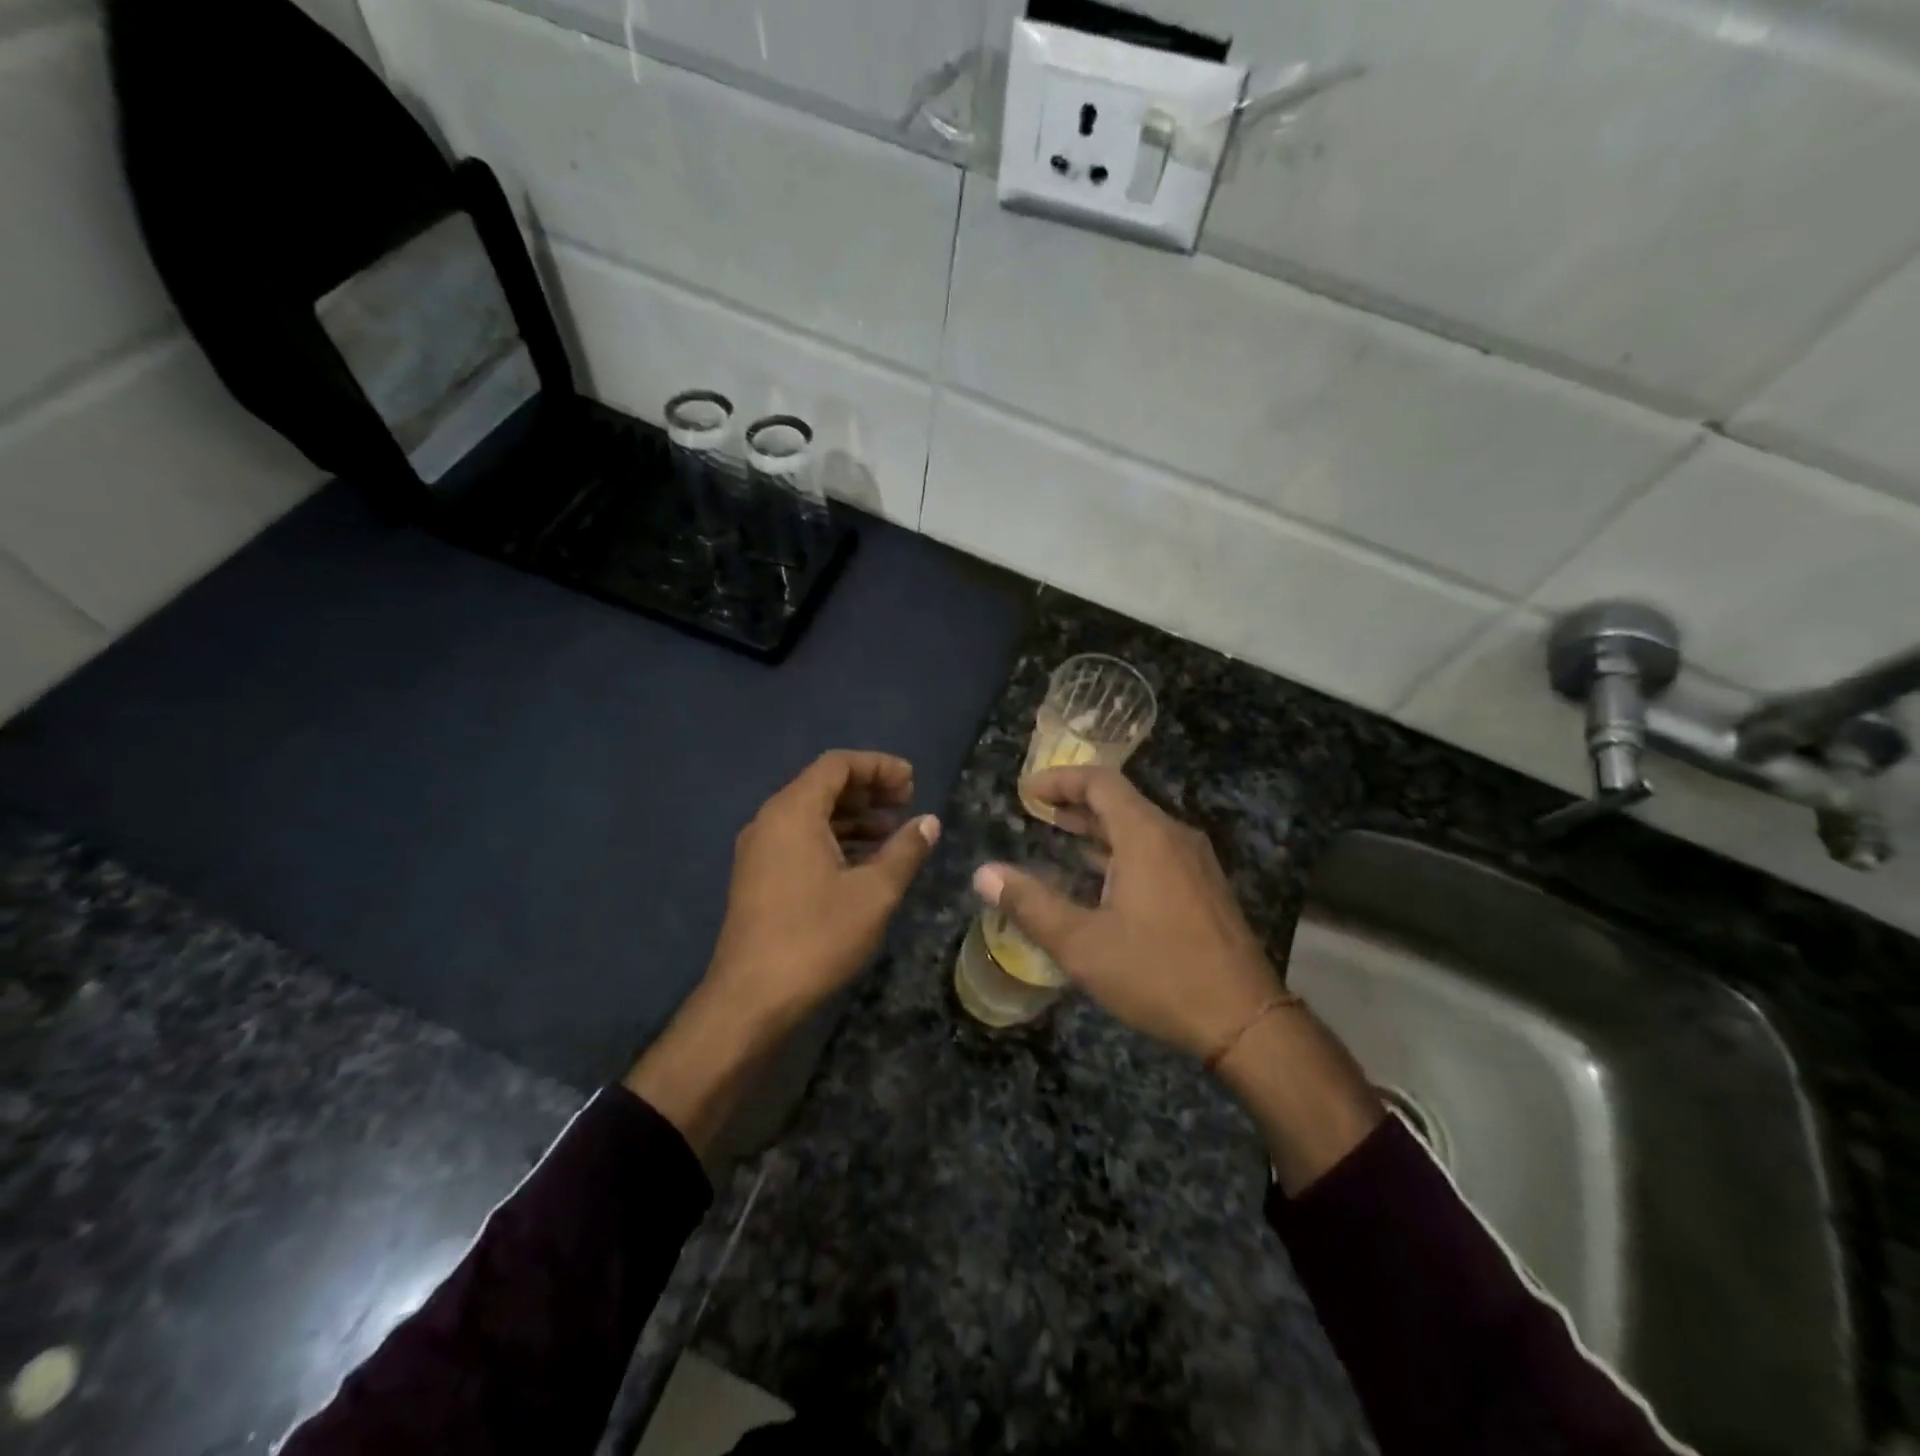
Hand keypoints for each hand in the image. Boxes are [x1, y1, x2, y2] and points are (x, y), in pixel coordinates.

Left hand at [627, 751, 937, 1156]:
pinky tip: (864, 862)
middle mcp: (770, 820)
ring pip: (812, 814)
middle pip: (823, 785)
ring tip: (893, 832)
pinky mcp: (759, 876)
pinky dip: (835, 839)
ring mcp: (760, 850)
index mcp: (793, 812)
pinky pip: (800, 839)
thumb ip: (905, 851)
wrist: (751, 998)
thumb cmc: (816, 937)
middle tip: (907, 802)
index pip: (838, 765)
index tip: (913, 783)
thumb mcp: (874, 893)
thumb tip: (929, 822)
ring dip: (854, 817)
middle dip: (868, 789)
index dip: (879, 767)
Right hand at [974, 766, 1282, 1061]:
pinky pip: (1155, 850)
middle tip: (1036, 813)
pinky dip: (1120, 850)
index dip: (1059, 780)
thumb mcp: (1082, 943)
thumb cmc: (1158, 973)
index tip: (1026, 792)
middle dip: (1075, 803)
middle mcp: (1174, 837)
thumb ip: (1030, 904)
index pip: (1100, 782)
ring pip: (1138, 828)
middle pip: (1120, 801)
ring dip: (1097, 829)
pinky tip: (1101, 879)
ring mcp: (1195, 862)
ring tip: (1060, 839)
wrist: (1244, 1020)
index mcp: (1146, 836)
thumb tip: (983, 873)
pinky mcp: (1204, 887)